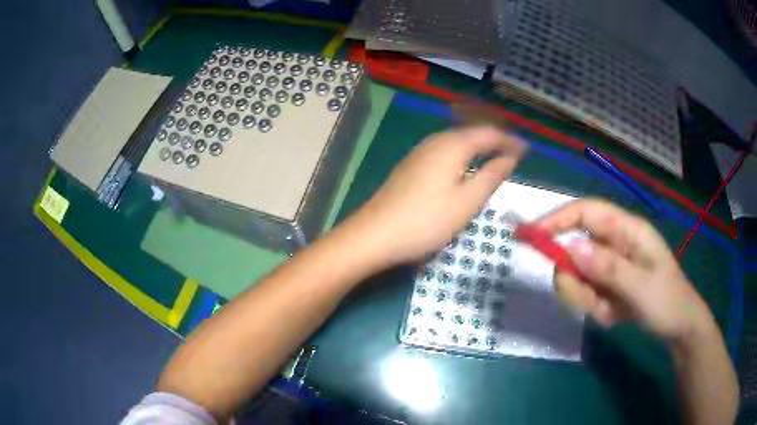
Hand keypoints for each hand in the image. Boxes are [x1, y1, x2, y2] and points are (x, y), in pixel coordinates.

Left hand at [348, 126, 525, 267]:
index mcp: (453, 145)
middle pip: (471, 133)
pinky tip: (463, 168)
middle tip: (513, 153)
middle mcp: (435, 141)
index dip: (510, 141)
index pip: (489, 133)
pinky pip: (443, 151)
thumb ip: (492, 175)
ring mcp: (419, 152)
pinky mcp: (410, 166)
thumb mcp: (468, 201)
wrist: (375, 235)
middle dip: (494, 140)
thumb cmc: (427, 220)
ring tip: (493, 158)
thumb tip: (510, 157)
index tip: (527, 150)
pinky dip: (461, 155)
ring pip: (456, 141)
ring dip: (477, 147)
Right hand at [537, 199, 713, 343]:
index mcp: (626, 230)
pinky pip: (586, 294)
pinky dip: (595, 309)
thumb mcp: (641, 286)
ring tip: (610, 311)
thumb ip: (608, 267)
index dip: (556, 219)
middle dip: (575, 279)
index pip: (585, 212)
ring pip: (578, 276)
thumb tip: (571, 248)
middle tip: (588, 300)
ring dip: (587, 299)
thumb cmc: (667, 300)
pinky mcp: (607, 284)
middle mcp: (614, 243)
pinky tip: (615, 315)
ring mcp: (610, 265)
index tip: (530, 236)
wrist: (677, 327)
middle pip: (575, 250)